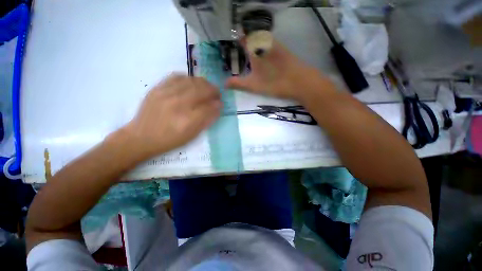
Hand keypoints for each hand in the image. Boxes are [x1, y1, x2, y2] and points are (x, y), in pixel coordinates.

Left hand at [123, 75, 221, 160]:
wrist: (142, 137)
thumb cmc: (170, 139)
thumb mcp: (192, 135)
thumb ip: (207, 120)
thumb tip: (217, 107)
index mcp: (188, 120)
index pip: (209, 107)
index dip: (217, 104)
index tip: (220, 103)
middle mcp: (179, 104)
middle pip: (202, 90)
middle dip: (213, 90)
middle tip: (216, 94)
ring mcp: (167, 94)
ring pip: (191, 81)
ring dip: (203, 83)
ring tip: (206, 88)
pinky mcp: (158, 88)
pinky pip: (177, 76)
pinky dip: (188, 78)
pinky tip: (191, 83)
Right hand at [226, 40, 330, 100]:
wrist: (300, 81)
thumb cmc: (274, 82)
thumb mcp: (253, 85)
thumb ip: (238, 84)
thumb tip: (224, 84)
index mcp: (255, 48)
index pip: (242, 37)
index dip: (236, 37)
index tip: (231, 41)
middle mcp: (265, 42)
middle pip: (252, 37)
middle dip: (244, 41)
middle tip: (238, 50)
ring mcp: (275, 45)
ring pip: (261, 40)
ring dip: (254, 44)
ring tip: (248, 54)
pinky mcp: (283, 50)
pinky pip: (270, 45)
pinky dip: (263, 48)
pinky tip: (262, 57)